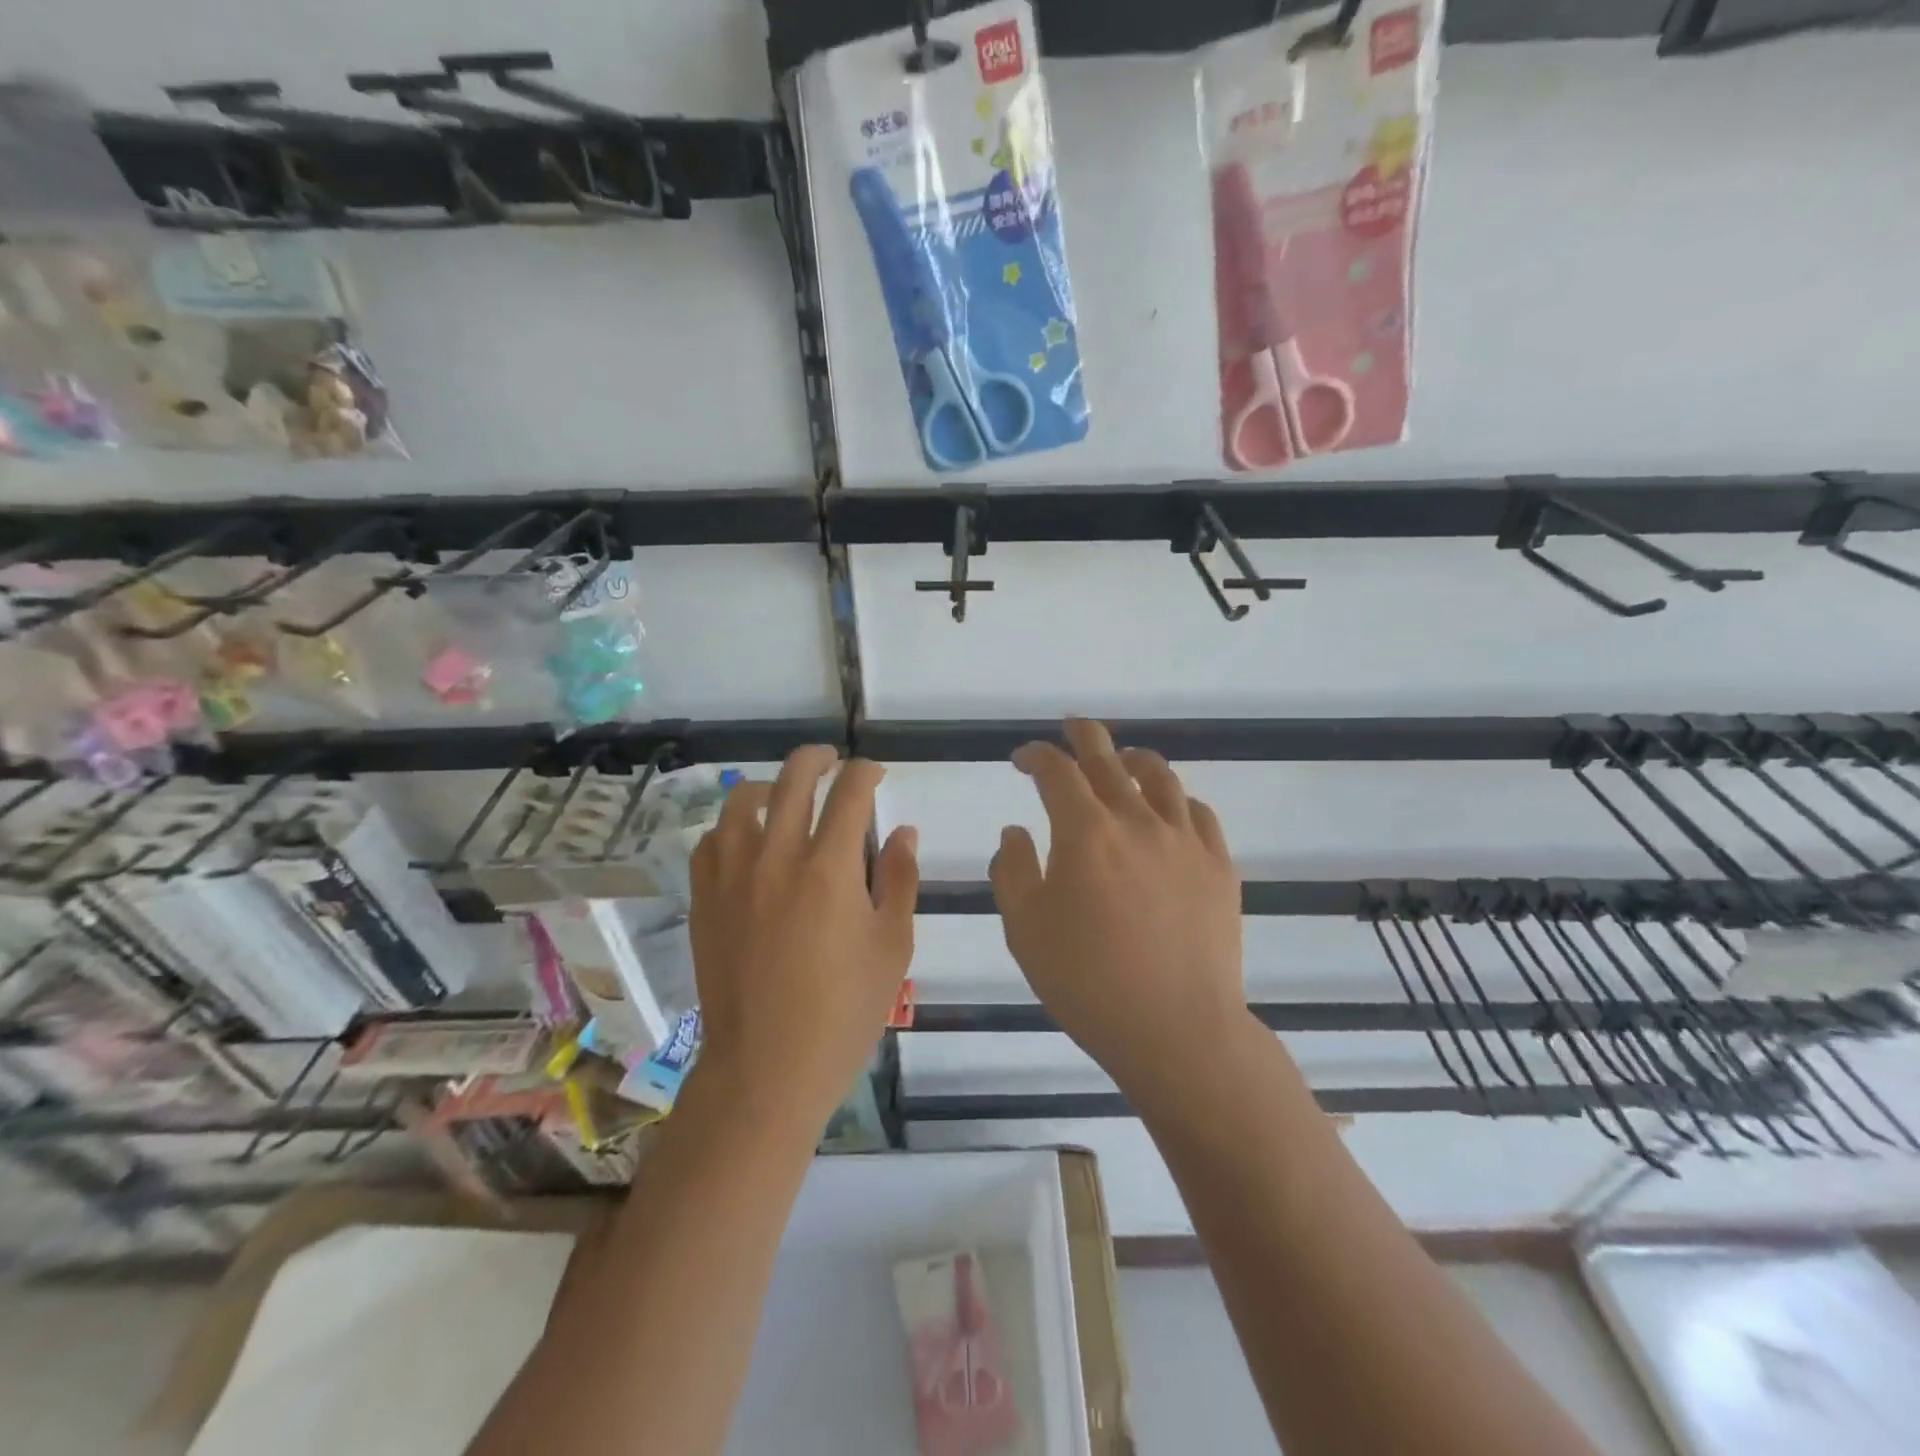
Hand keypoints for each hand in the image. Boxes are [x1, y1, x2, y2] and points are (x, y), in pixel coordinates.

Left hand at [687, 747, 917, 1129]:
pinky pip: (711, 841)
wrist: (766, 1067)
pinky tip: (747, 840)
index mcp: (829, 870)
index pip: (849, 794)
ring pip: (742, 801)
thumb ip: (900, 879)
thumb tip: (903, 831)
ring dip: (770, 786)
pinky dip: (733, 826)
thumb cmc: (843, 1012)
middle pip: (793, 780)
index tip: (875, 774)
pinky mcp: (705, 899)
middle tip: (834, 761)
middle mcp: (776, 859)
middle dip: (819, 759)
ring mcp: (732, 877)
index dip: (866, 773)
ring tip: (785, 794)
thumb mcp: (892, 946)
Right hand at [990, 719, 1246, 1104]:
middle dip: (1083, 736)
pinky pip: (1198, 813)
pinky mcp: (1219, 866)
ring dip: (1133, 759)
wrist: (1176, 1030)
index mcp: (1085, 833)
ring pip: (1160, 777)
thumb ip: (1011, 870)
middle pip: (1108, 758)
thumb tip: (1016, 831)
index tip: (1022, 759)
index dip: (1036, 756)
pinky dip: (1176, 800)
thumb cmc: (1087, 982)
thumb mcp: (1024, 929)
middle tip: (1071, 727)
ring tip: (1122, 759)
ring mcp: (1184, 840)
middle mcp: (1137, 821)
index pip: (1056, 771)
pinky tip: (1168, 810)